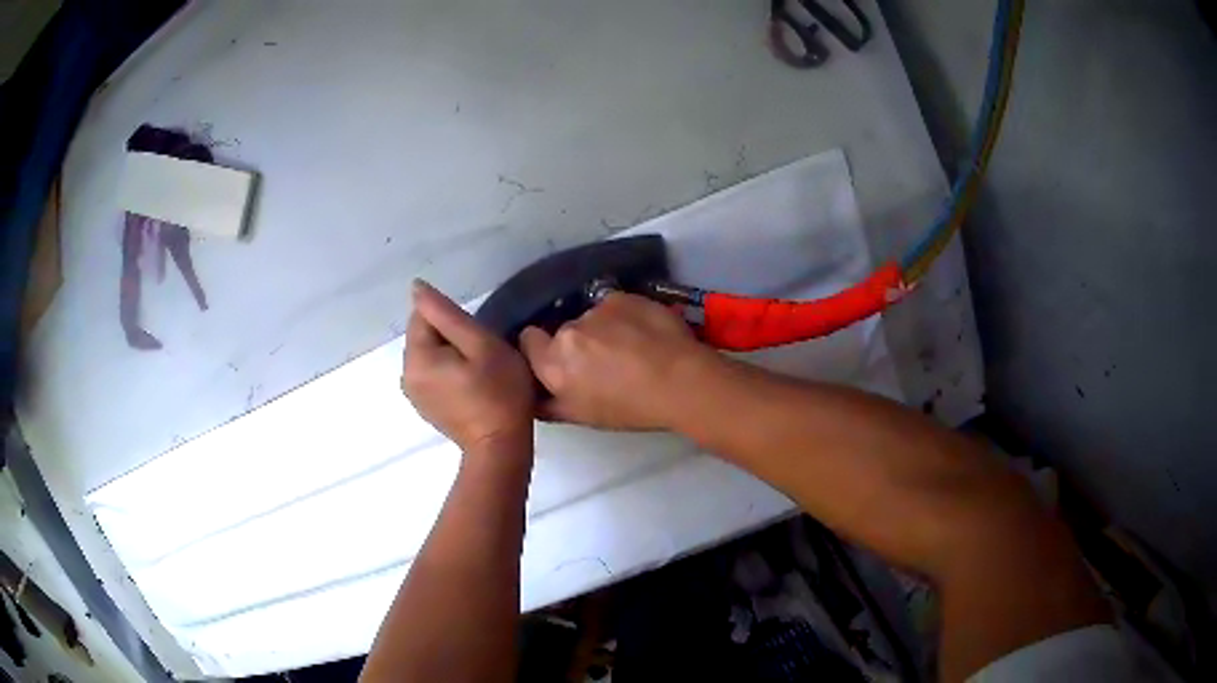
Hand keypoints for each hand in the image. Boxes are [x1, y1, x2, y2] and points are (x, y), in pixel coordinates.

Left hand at [402, 280, 534, 454]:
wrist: (500, 447)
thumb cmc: (499, 392)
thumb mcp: (481, 345)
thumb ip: (446, 314)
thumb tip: (416, 287)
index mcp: (416, 357)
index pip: (423, 315)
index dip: (453, 319)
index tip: (478, 337)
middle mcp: (406, 374)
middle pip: (424, 335)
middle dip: (450, 336)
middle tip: (483, 355)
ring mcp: (413, 393)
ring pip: (429, 354)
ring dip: (450, 354)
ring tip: (479, 370)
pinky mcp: (424, 406)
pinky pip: (432, 374)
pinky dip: (448, 371)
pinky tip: (471, 385)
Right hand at [519, 292, 718, 429]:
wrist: (679, 381)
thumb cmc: (630, 408)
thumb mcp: (583, 417)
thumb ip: (549, 404)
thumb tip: (533, 395)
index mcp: (553, 365)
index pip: (528, 340)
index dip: (541, 348)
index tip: (560, 360)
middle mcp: (567, 332)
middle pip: (562, 330)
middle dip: (576, 342)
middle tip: (603, 361)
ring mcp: (595, 310)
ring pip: (590, 317)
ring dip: (602, 328)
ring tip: (630, 347)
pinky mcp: (621, 297)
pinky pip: (614, 305)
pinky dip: (624, 316)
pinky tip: (645, 332)